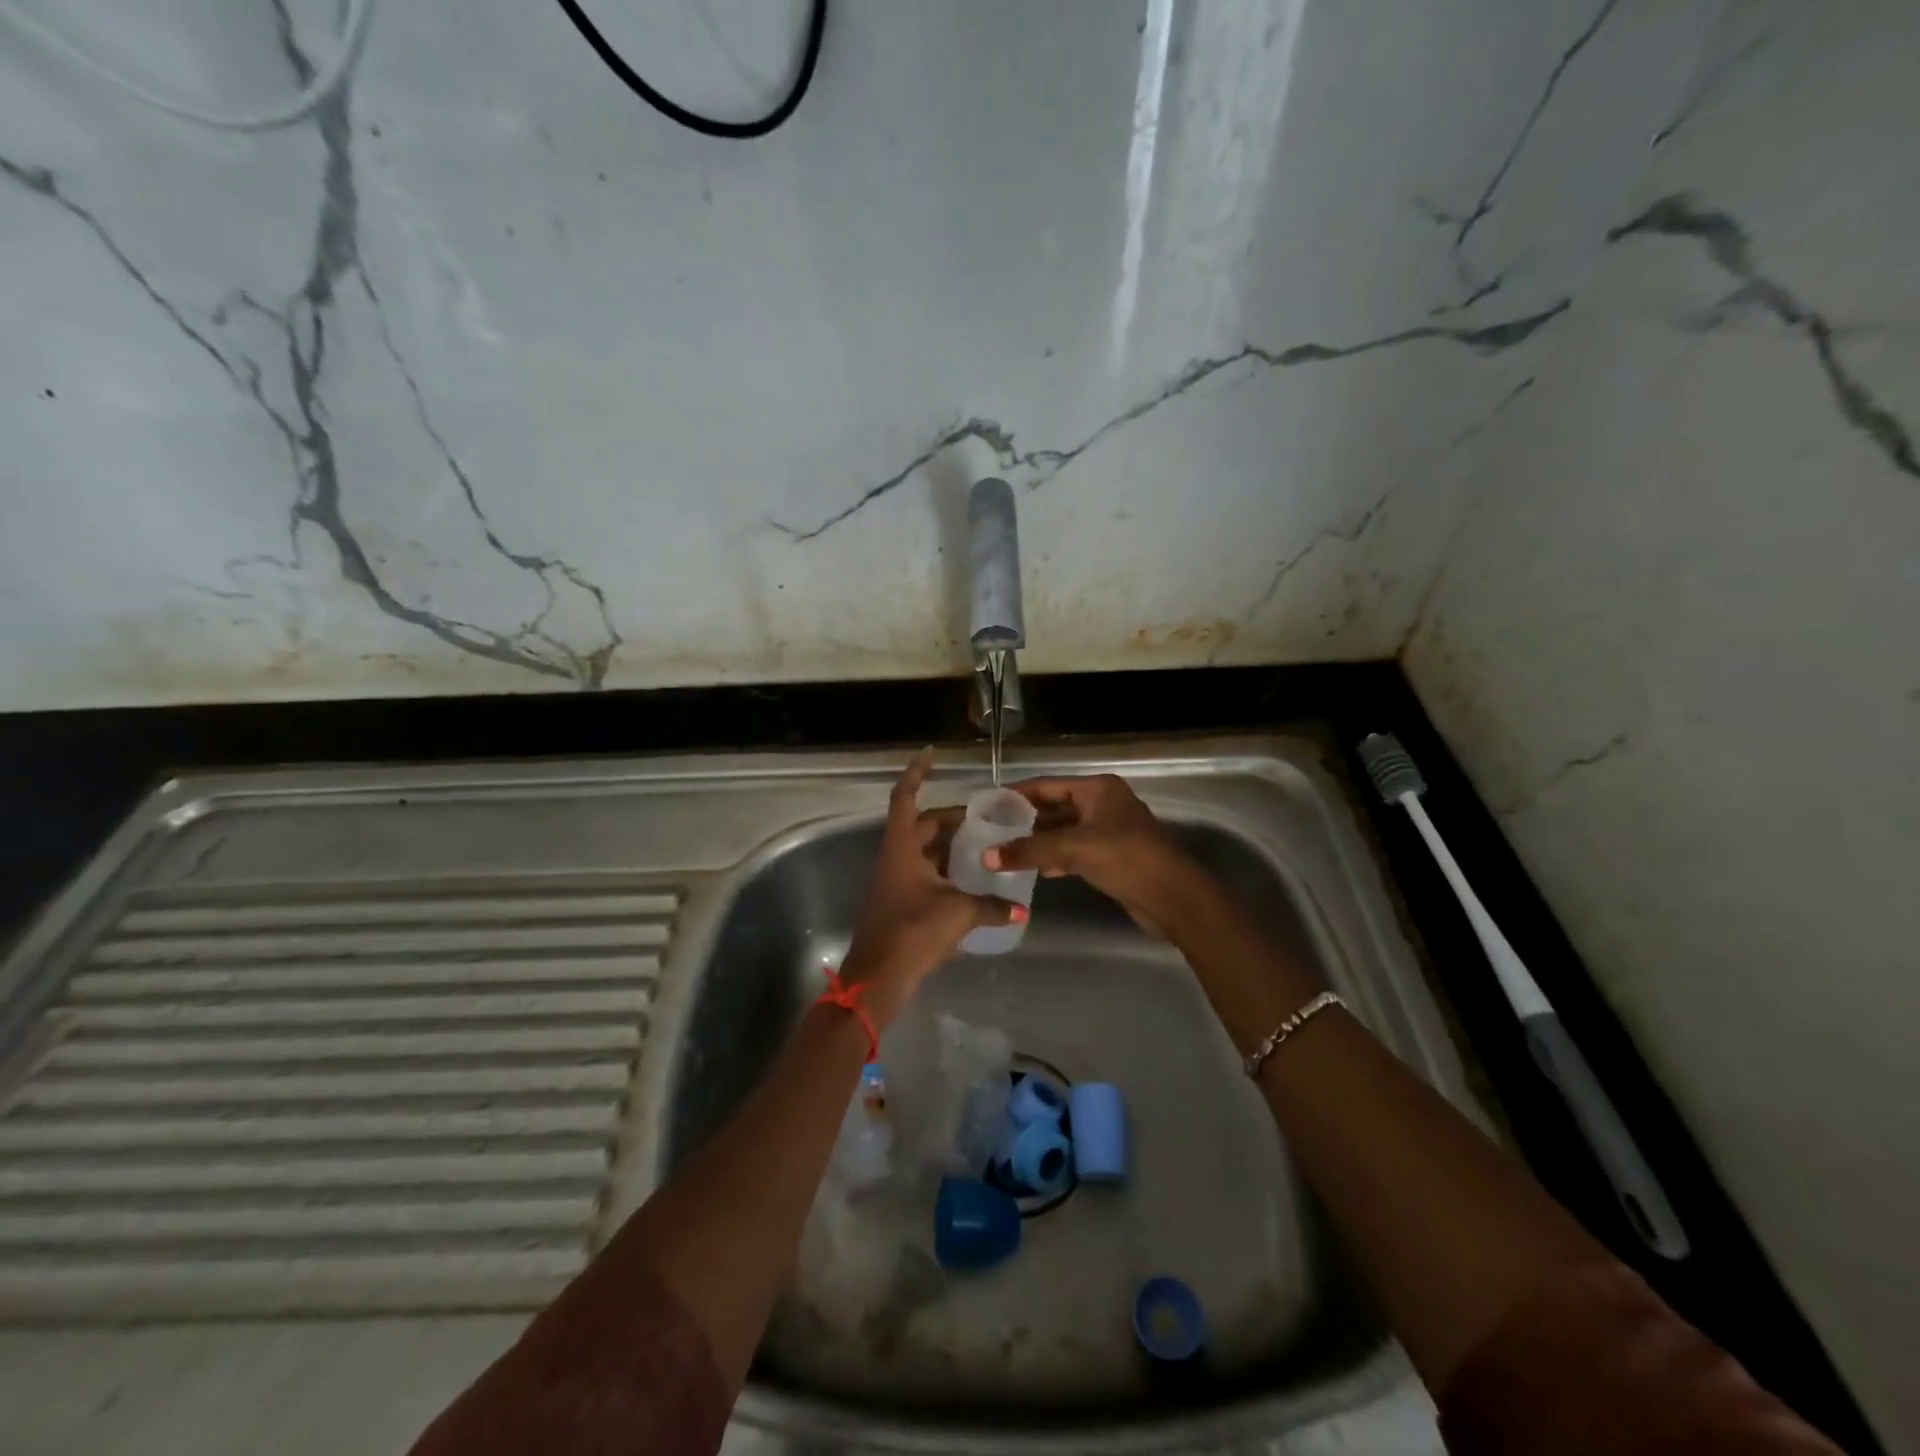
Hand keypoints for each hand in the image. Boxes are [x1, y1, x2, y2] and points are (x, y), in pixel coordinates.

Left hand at [838, 753, 1022, 1027]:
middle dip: (950, 818)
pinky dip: (946, 870)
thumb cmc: (912, 932)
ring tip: (983, 845)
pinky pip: (925, 873)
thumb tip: (1021, 908)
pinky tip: (970, 880)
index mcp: (902, 847)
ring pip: (923, 850)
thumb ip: (991, 907)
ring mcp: (895, 880)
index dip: (916, 773)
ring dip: (949, 845)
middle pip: (921, 825)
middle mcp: (895, 857)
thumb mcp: (958, 914)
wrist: (878, 977)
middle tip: (983, 818)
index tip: (932, 754)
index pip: (905, 797)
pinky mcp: (900, 902)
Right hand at [983, 774, 1199, 936]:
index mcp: (1097, 789)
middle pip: (1053, 808)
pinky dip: (1053, 858)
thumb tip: (987, 856)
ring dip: (1036, 843)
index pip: (1046, 785)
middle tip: (989, 833)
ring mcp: (1106, 830)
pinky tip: (1032, 870)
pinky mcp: (1108, 856)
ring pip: (1061, 832)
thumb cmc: (1127, 859)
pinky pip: (1072, 851)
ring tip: (1003, 852)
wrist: (1173, 898)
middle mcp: (1101, 803)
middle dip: (1024, 822)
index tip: (986, 806)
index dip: (1016, 795)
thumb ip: (1030, 850)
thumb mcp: (1075, 849)